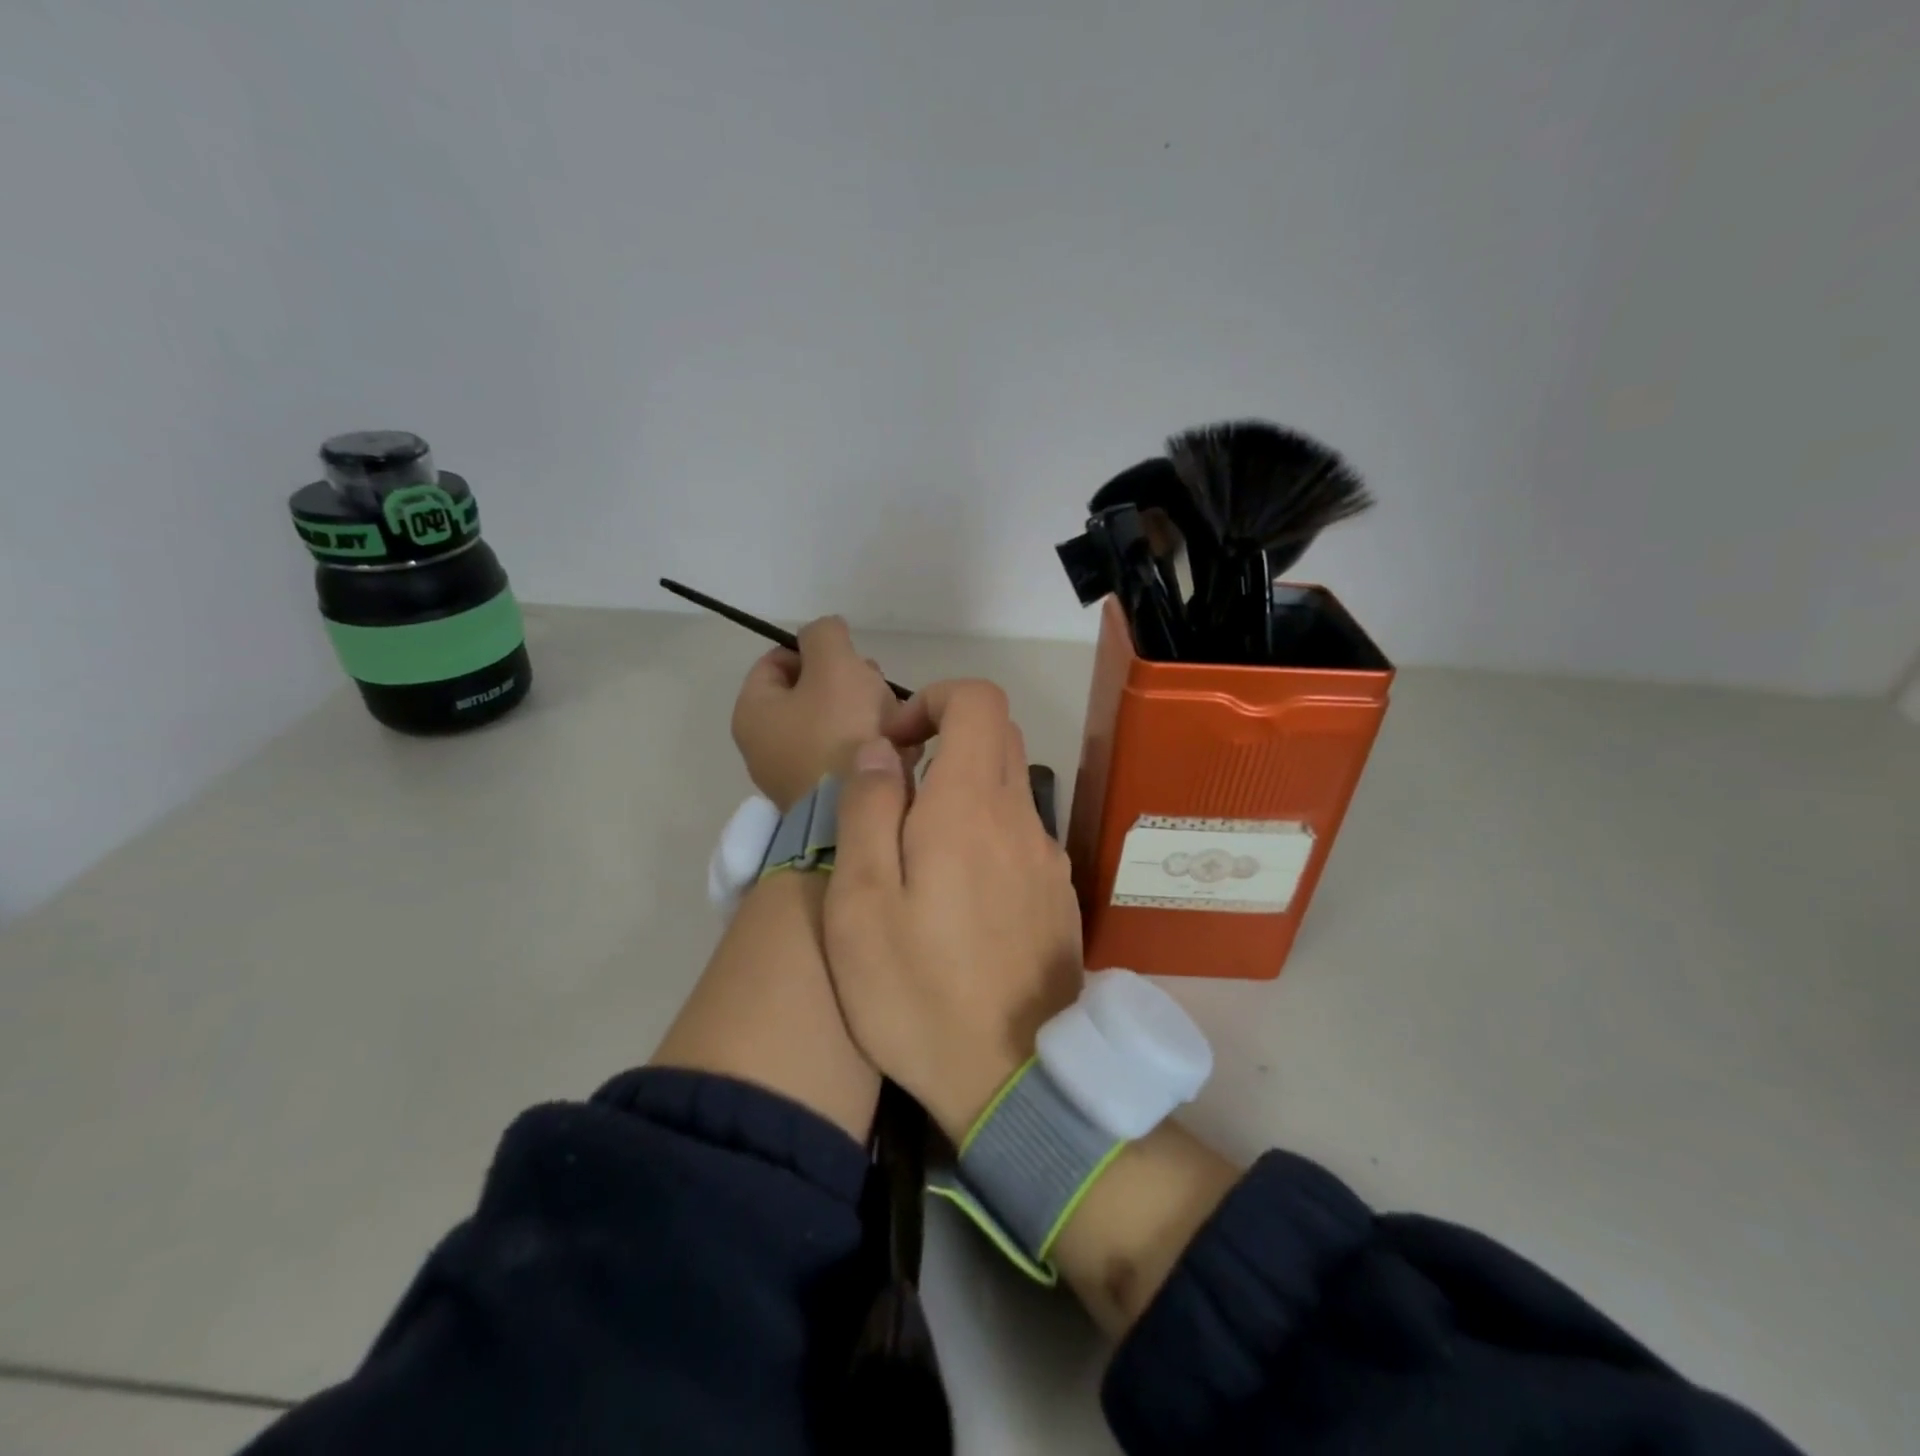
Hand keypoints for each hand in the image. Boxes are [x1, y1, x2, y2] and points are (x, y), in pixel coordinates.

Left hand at [730, 617, 916, 811]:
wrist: (858, 815)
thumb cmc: (839, 732)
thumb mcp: (833, 664)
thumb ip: (825, 634)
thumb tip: (825, 632)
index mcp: (754, 710)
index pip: (778, 660)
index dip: (816, 650)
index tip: (851, 658)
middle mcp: (766, 745)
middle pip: (811, 693)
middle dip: (850, 683)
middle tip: (877, 688)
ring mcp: (796, 774)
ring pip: (836, 724)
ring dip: (868, 713)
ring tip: (898, 719)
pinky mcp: (826, 797)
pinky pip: (849, 758)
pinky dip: (872, 747)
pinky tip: (900, 746)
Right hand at [823, 681, 1084, 1142]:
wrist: (1012, 1082)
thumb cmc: (916, 992)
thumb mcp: (860, 903)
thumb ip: (867, 810)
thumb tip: (879, 749)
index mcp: (972, 806)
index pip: (978, 700)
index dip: (932, 700)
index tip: (894, 745)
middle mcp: (1022, 819)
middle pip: (998, 737)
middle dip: (944, 741)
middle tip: (896, 795)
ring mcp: (1048, 860)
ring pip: (1009, 789)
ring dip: (962, 793)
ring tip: (916, 858)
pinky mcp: (1058, 898)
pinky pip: (1020, 837)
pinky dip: (985, 835)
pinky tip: (955, 901)